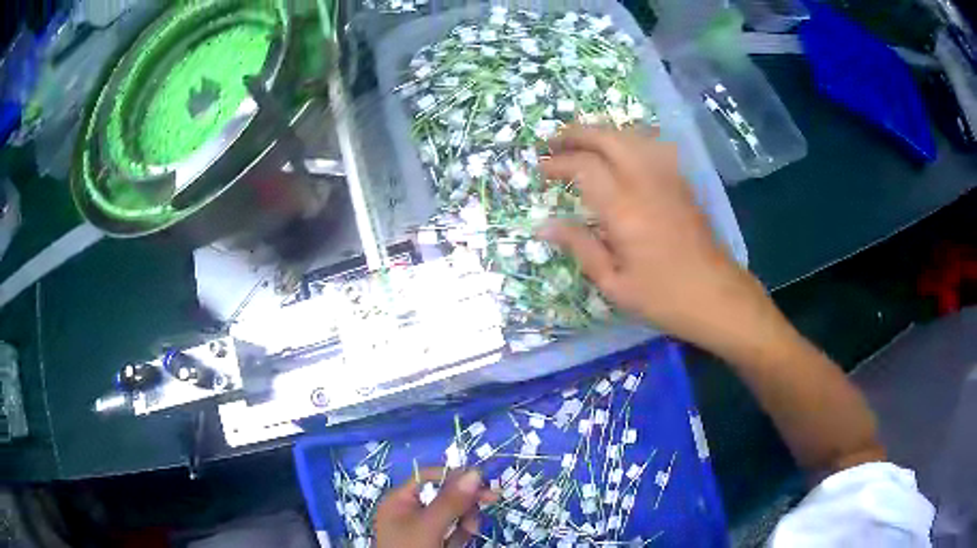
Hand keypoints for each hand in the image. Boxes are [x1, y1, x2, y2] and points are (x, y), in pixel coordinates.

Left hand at [375, 468, 497, 547]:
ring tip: (464, 537)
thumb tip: (475, 473)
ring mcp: (422, 528)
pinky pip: (453, 531)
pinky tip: (457, 545)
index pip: (429, 477)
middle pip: (445, 495)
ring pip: (453, 514)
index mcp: (400, 499)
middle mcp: (410, 510)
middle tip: (485, 508)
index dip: (455, 477)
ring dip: (464, 523)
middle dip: (464, 505)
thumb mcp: (429, 526)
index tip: (483, 483)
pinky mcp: (433, 542)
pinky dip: (460, 536)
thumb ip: (450, 501)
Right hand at [539, 125, 771, 354]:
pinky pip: (653, 146)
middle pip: (608, 137)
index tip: (540, 168)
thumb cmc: (663, 296)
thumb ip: (580, 247)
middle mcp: (645, 182)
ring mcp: (667, 178)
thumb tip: (545, 227)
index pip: (584, 166)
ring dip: (603, 132)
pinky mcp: (681, 182)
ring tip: (583, 142)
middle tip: (554, 142)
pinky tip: (623, 150)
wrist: (715, 295)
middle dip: (576, 133)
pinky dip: (630, 139)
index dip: (558, 162)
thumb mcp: (614, 283)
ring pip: (632, 135)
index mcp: (624, 209)